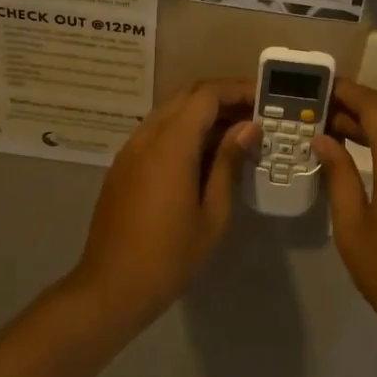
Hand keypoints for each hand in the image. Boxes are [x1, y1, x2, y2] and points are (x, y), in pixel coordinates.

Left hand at [71, 79, 257, 325]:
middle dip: (223, 97)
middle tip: (256, 113)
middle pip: (187, 95)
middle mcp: (146, 136)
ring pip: (171, 112)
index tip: (265, 99)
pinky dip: (184, 130)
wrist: (111, 287)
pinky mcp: (124, 165)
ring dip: (203, 113)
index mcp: (170, 145)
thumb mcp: (212, 214)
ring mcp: (130, 149)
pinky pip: (157, 131)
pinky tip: (206, 153)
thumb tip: (249, 128)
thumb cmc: (169, 256)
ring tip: (237, 132)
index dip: (237, 89)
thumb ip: (229, 163)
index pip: (206, 95)